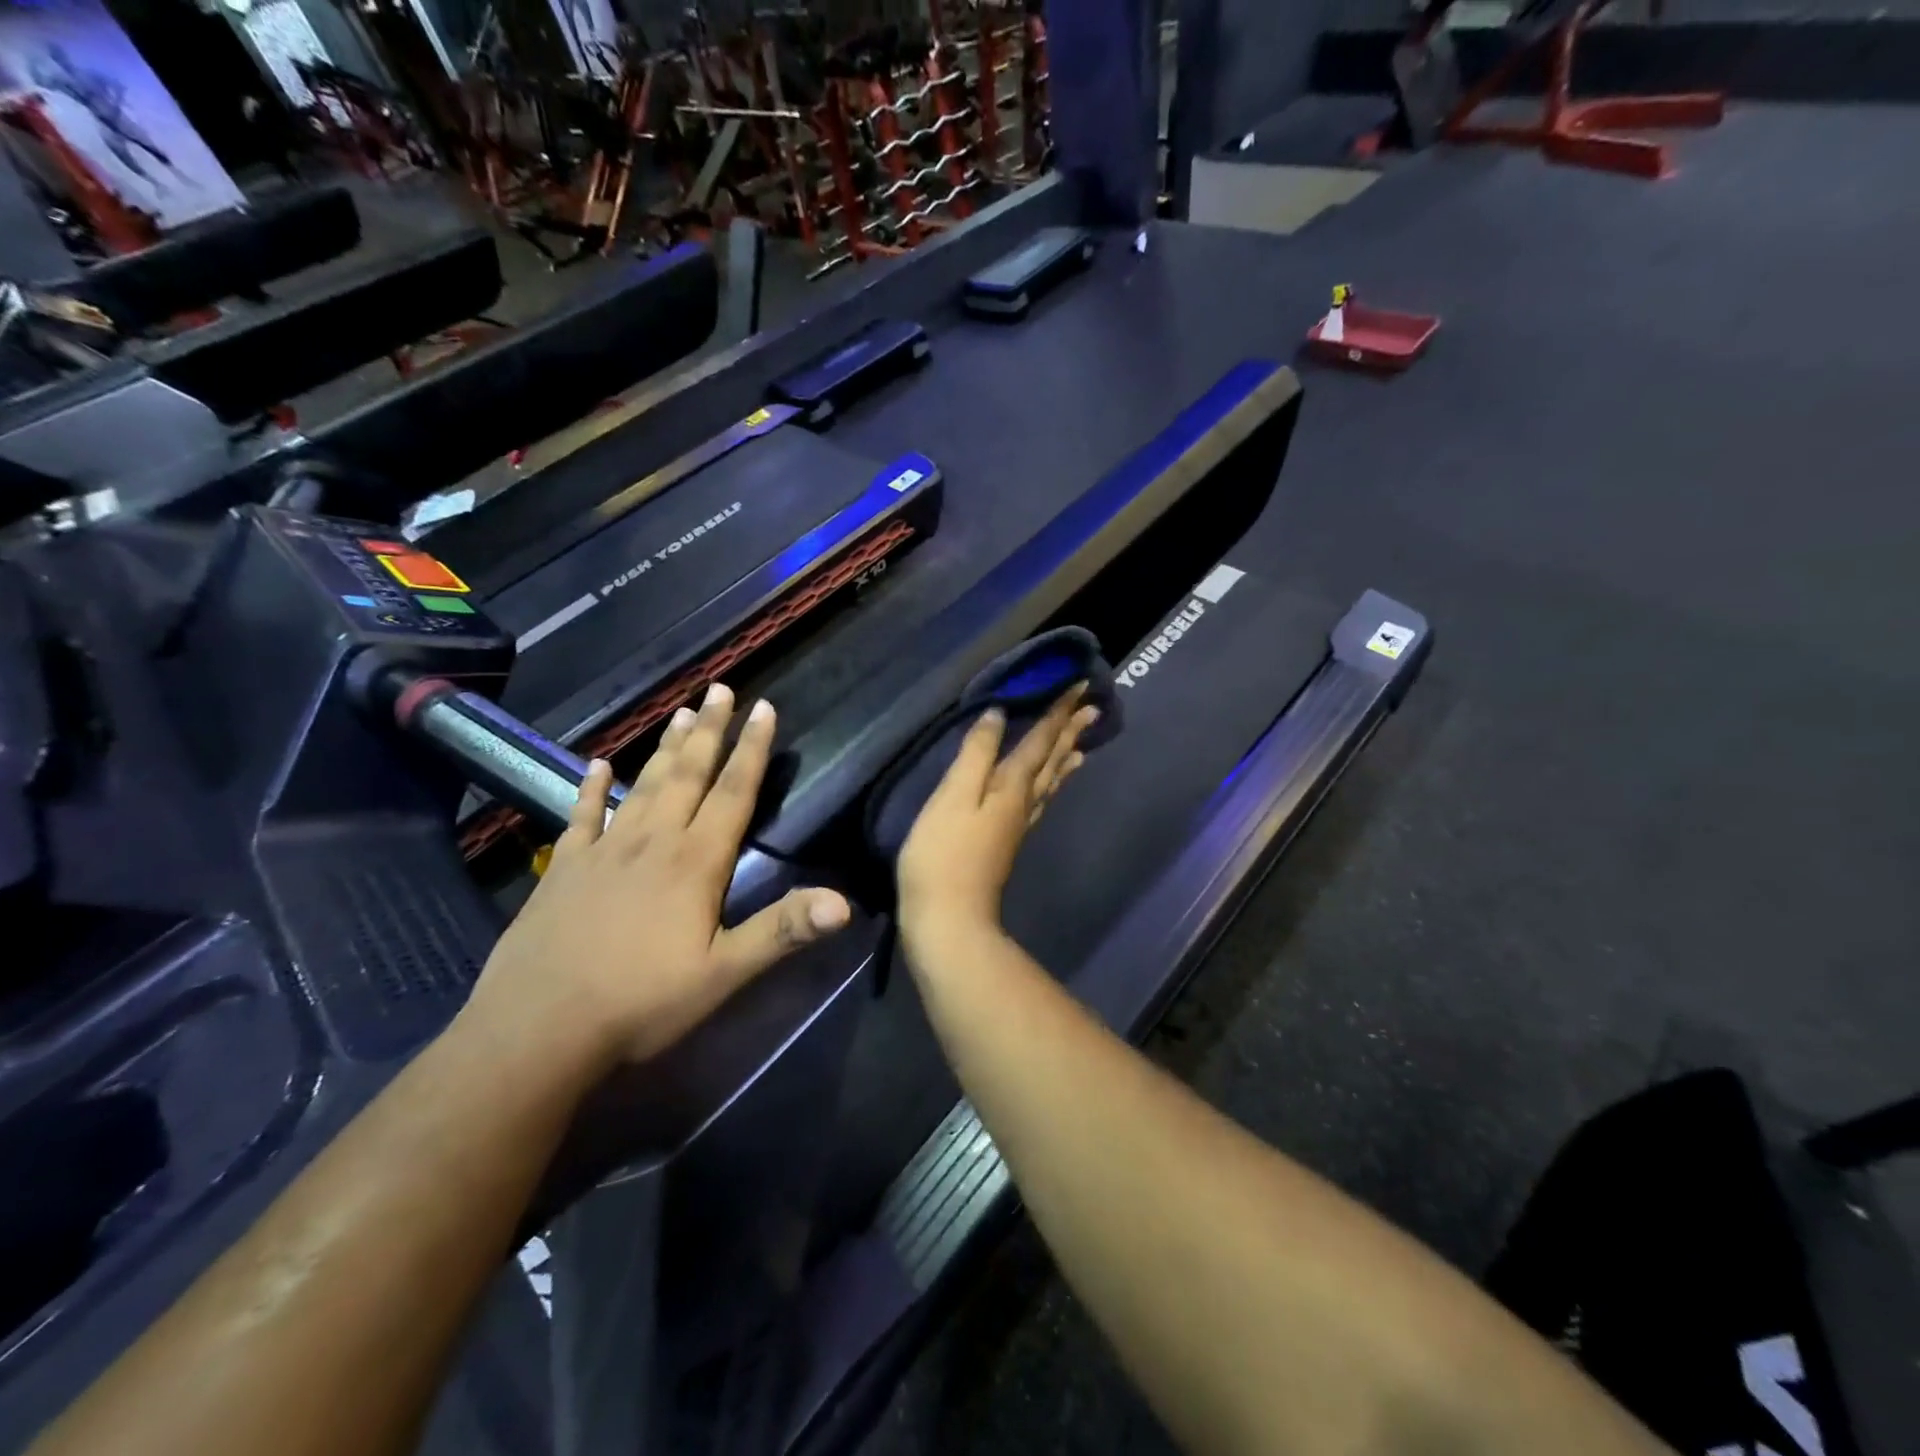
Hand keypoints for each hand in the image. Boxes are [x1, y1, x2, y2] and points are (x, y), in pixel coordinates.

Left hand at [463, 684, 850, 1068]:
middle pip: (689, 774)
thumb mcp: (725, 974)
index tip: (763, 708)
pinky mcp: (564, 869)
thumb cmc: (642, 1002)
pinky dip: (592, 788)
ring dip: (666, 748)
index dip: (752, 750)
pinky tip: (598, 764)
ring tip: (682, 711)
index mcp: (696, 862)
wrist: (537, 1030)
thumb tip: (845, 902)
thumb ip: (783, 931)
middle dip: (710, 730)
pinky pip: (582, 816)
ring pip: (644, 786)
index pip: (734, 793)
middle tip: (721, 688)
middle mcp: (653, 842)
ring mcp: (604, 851)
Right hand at [897, 685, 1099, 950]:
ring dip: (1064, 758)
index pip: (1041, 740)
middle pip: (1051, 760)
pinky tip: (1044, 789)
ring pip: (1049, 783)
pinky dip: (1050, 786)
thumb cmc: (942, 855)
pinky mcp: (1007, 843)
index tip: (1082, 686)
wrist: (948, 920)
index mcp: (1011, 786)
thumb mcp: (953, 796)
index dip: (1059, 712)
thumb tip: (999, 714)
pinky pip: (1039, 801)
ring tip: (1081, 745)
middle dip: (1069, 731)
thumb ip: (977, 754)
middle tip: (1093, 707)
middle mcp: (1023, 802)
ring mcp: (1018, 825)